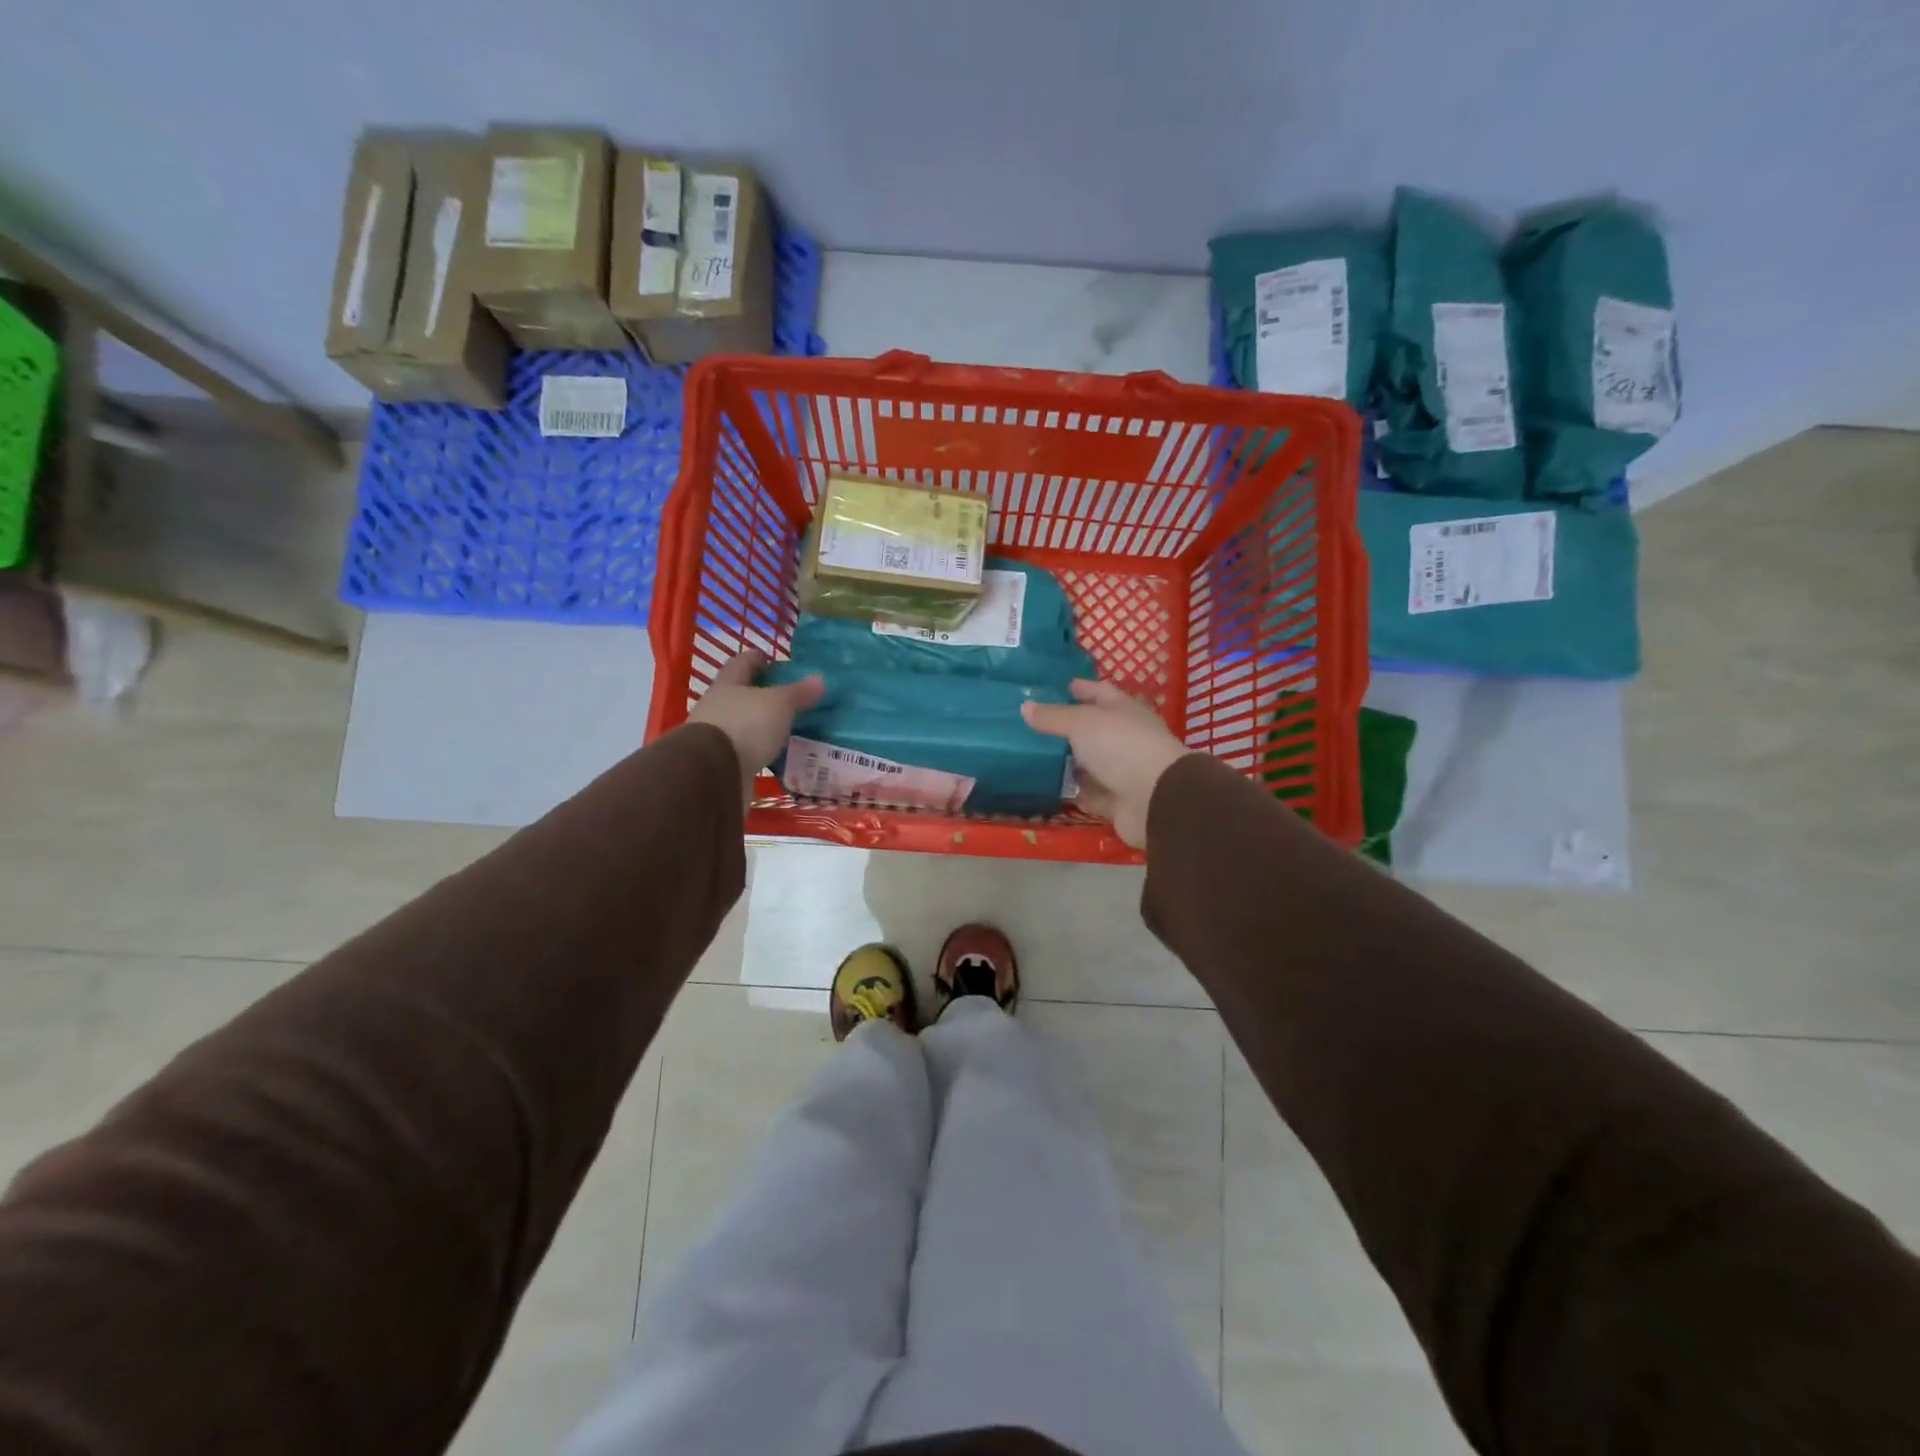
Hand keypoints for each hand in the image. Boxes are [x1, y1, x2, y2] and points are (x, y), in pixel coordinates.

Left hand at [688, 650, 823, 811]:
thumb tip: (820, 679)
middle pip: (741, 694)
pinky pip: (745, 751)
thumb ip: (798, 693)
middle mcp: (717, 706)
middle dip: (763, 695)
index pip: (743, 663)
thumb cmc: (745, 725)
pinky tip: (777, 755)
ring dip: (762, 726)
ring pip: (743, 724)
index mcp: (728, 684)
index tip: (775, 661)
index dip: (758, 659)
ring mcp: (716, 736)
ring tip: (788, 729)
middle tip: (790, 698)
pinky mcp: (721, 762)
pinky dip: (759, 751)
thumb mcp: (779, 704)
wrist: (713, 773)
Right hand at [1022, 679, 1192, 849]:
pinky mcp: (1118, 801)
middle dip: (1065, 728)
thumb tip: (1025, 707)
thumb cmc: (1121, 747)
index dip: (1077, 688)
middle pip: (1092, 730)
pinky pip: (1091, 793)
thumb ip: (1053, 716)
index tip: (1049, 688)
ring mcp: (1123, 771)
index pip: (1099, 692)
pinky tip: (1051, 789)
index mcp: (1123, 710)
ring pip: (1090, 763)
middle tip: (1030, 726)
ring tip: (1033, 758)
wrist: (1155, 800)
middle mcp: (1125, 738)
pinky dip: (1076, 792)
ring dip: (1068, 763)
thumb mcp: (1082, 723)